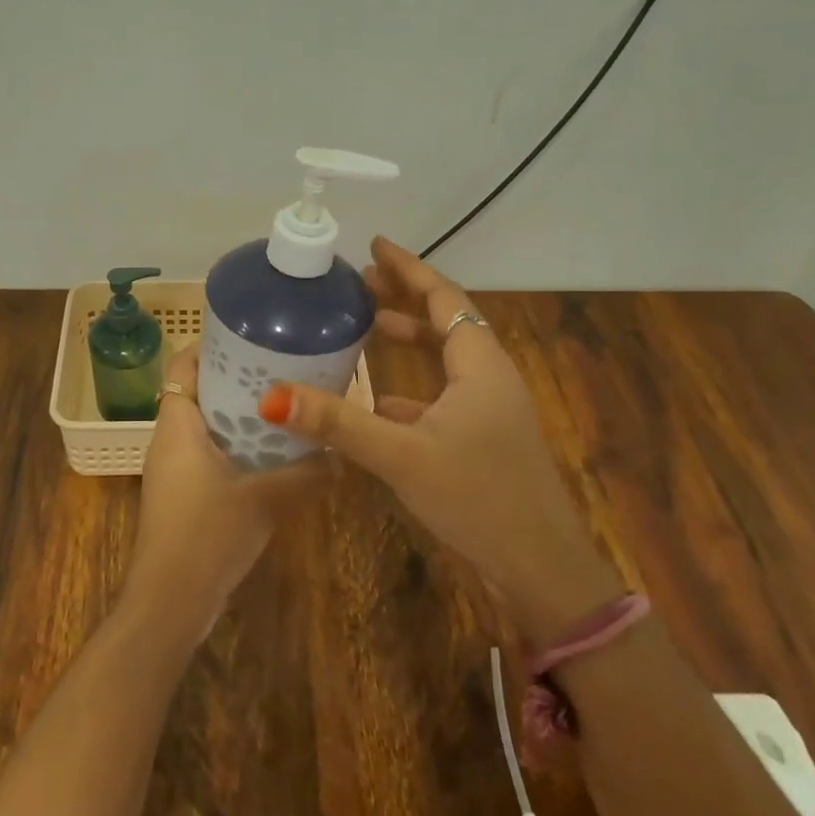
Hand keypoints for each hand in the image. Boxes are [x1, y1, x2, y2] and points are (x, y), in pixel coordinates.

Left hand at [121, 343, 324, 644]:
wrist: (170, 603)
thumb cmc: (207, 535)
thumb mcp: (266, 499)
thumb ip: (307, 474)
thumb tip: (341, 457)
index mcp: (177, 425)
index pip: (184, 367)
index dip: (210, 347)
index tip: (249, 336)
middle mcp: (170, 440)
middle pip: (199, 393)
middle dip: (236, 379)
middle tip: (281, 369)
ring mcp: (174, 470)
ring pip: (206, 426)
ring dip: (239, 416)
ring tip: (286, 406)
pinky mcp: (183, 495)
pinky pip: (210, 454)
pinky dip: (237, 446)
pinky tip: (275, 456)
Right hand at [258, 237, 617, 640]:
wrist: (541, 570)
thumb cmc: (478, 498)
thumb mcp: (402, 456)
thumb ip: (339, 423)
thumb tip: (274, 395)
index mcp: (480, 364)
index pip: (443, 297)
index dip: (409, 268)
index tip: (374, 245)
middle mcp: (490, 376)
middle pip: (445, 320)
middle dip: (404, 298)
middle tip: (360, 283)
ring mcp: (490, 409)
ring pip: (446, 358)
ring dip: (409, 338)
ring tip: (366, 327)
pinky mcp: (485, 438)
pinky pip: (444, 394)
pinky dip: (412, 386)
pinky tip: (379, 400)